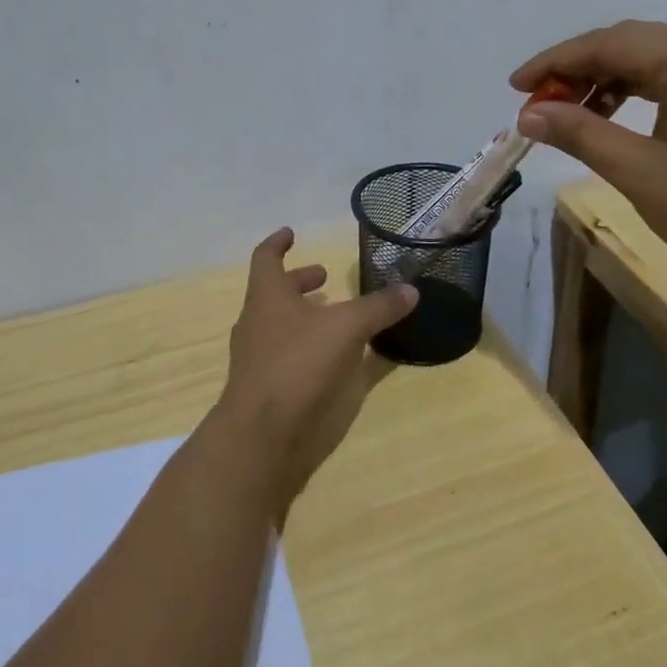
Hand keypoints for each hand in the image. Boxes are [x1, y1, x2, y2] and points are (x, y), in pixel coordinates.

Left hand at [215, 228, 418, 508]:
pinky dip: (305, 347)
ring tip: (333, 317)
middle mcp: (256, 321)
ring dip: (302, 315)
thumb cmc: (298, 364)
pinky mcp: (264, 387)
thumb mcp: (346, 328)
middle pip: (273, 292)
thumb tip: (410, 289)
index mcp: (267, 295)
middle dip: (299, 282)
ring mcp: (255, 357)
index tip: (291, 233)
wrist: (260, 434)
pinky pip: (284, 355)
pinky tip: (330, 359)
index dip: (278, 242)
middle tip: (324, 277)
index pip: (266, 257)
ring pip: (278, 324)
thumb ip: (378, 307)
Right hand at [511, 21, 666, 287]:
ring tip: (573, 116)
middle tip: (540, 104)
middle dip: (578, 70)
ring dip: (608, 82)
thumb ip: (582, 134)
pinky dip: (640, 95)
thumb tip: (530, 113)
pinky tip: (621, 122)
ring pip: (655, 62)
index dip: (554, 63)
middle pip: (631, 44)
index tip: (516, 88)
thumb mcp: (642, 172)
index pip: (607, 44)